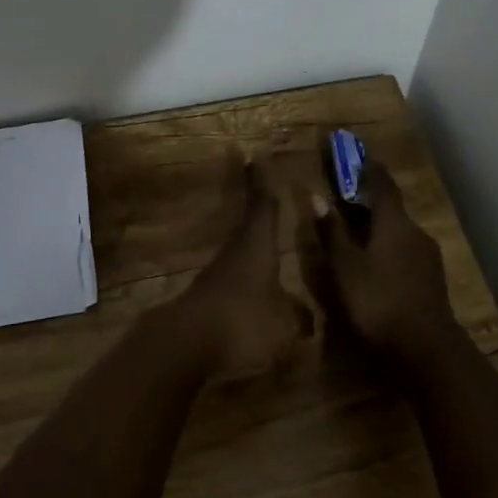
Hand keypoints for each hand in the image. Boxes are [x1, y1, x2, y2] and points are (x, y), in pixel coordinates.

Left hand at [174, 156, 314, 380]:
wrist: (188, 342)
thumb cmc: (243, 320)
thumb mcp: (283, 324)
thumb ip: (298, 318)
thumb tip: (309, 319)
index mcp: (257, 244)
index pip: (263, 204)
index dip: (261, 181)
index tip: (256, 155)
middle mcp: (237, 250)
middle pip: (250, 222)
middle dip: (259, 208)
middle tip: (267, 191)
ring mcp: (219, 273)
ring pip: (241, 249)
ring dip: (253, 243)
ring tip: (269, 244)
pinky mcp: (208, 296)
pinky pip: (234, 277)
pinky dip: (246, 275)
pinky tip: (255, 289)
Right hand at [308, 155, 459, 367]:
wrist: (428, 351)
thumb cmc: (379, 302)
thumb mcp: (345, 267)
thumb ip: (332, 232)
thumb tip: (316, 196)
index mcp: (394, 223)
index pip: (382, 184)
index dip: (369, 168)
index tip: (357, 155)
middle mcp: (415, 232)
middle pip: (391, 208)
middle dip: (370, 201)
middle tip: (347, 199)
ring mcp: (428, 257)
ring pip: (399, 232)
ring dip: (379, 227)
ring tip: (357, 234)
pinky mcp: (432, 280)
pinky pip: (406, 252)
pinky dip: (388, 249)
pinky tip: (376, 265)